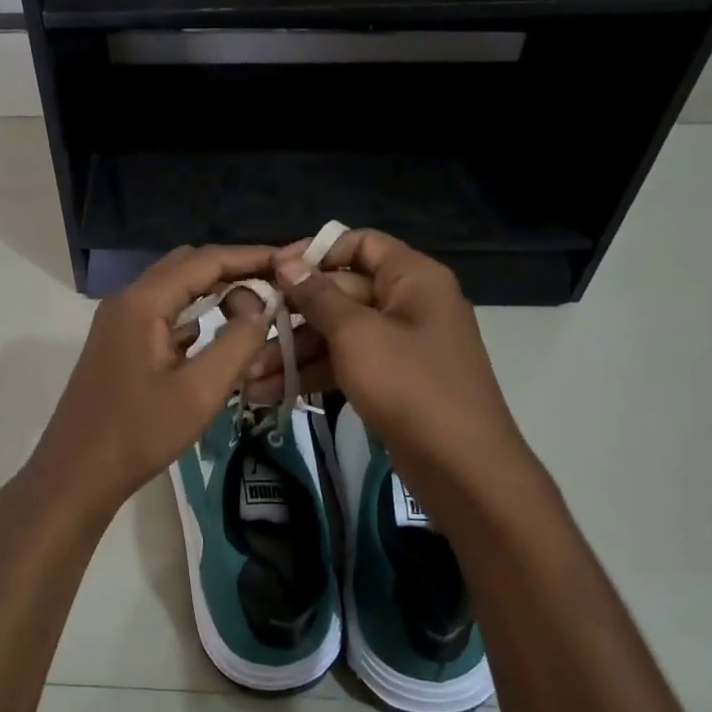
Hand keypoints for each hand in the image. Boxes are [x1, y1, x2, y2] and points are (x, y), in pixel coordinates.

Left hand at [13, 245, 275, 530]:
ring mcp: (118, 321)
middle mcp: (127, 299)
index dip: (250, 256)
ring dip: (212, 291)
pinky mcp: (118, 342)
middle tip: (275, 287)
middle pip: (187, 265)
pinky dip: (193, 314)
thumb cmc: (140, 433)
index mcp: (143, 301)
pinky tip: (217, 334)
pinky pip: (162, 313)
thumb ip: (237, 342)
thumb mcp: (200, 391)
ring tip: (255, 308)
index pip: (205, 260)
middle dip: (232, 270)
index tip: (288, 261)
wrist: (77, 473)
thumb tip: (259, 305)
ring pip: (173, 288)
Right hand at [271, 229, 537, 516]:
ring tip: (249, 376)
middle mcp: (409, 303)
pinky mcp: (392, 380)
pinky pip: (347, 363)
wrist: (463, 468)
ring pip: (338, 333)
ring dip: (294, 352)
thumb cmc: (409, 385)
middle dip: (292, 315)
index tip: (273, 272)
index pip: (359, 243)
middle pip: (341, 291)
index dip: (315, 252)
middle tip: (249, 332)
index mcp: (412, 277)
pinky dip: (314, 374)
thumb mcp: (356, 334)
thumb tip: (286, 262)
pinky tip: (272, 392)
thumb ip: (317, 295)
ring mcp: (401, 344)